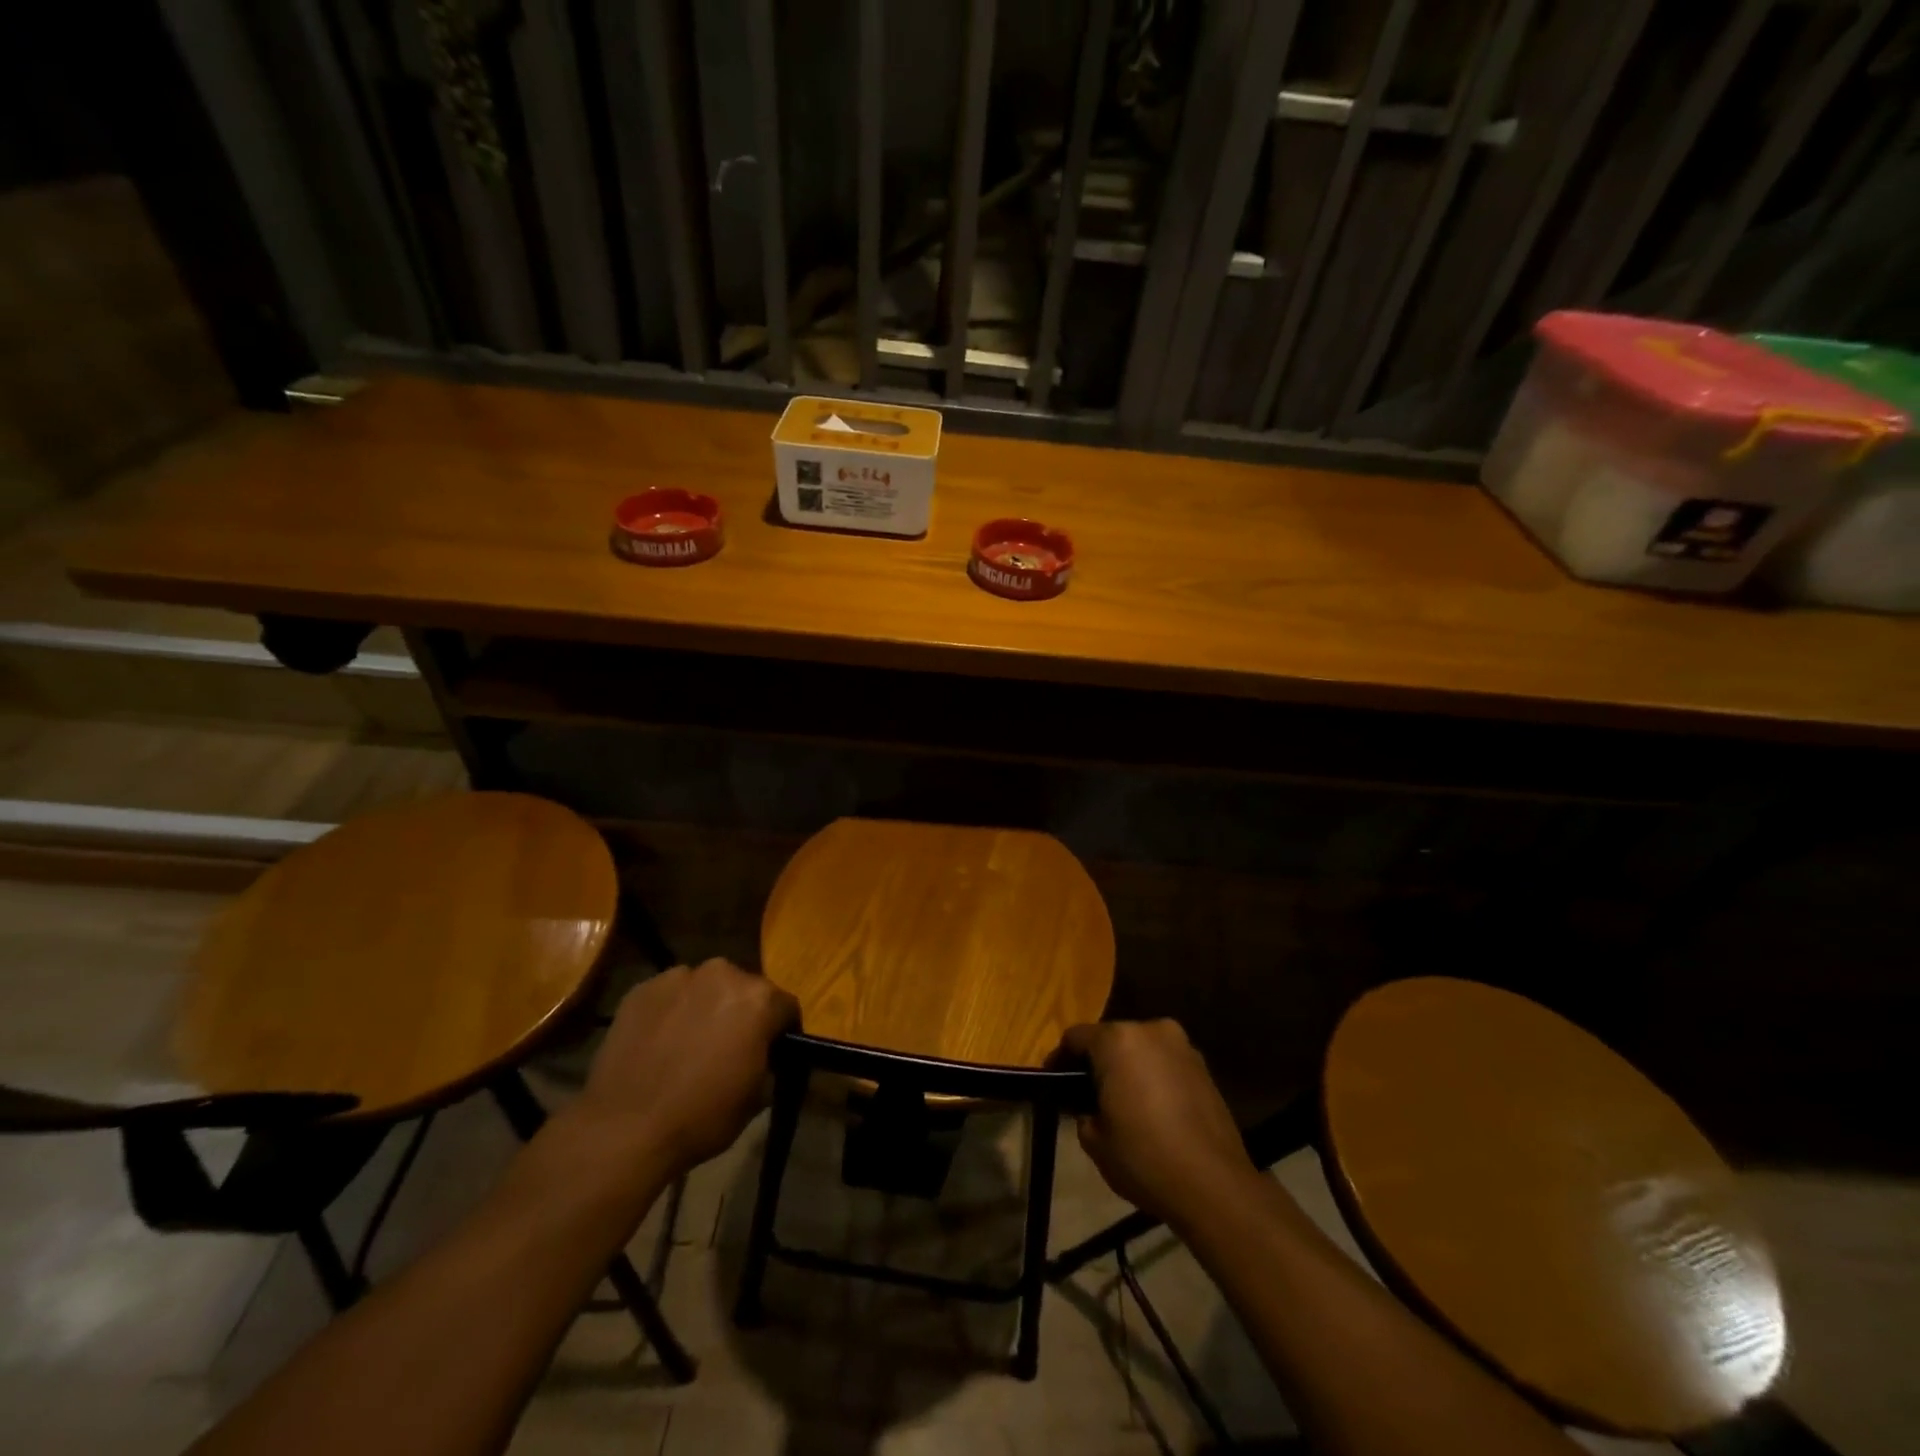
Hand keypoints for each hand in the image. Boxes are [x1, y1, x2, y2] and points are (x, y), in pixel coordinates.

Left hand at [576, 959, 799, 1174]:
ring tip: (688, 1042)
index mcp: (758, 999)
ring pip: (704, 988)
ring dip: (704, 1007)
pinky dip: (670, 1011)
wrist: (624, 1129)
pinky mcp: (642, 988)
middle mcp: (722, 974)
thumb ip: (767, 1061)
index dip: (782, 1031)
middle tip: (728, 1046)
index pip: (786, 1006)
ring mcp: (678, 977)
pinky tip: (658, 1043)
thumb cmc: (701, 1117)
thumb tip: (761, 1054)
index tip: (772, 1052)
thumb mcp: (756, 1097)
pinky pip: (669, 995)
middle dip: (741, 1013)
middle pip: (744, 989)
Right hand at [1056, 1020, 1257, 1225]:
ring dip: (1128, 1068)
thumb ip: (1083, 1112)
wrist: (1214, 1185)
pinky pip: (1166, 1064)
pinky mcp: (1204, 1067)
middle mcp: (1150, 1030)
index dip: (1060, 1059)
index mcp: (1117, 1040)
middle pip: (1111, 1038)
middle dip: (1097, 1062)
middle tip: (1087, 1093)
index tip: (1053, 1081)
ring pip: (1141, 1049)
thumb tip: (1089, 1107)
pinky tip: (1153, 1110)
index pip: (1075, 1037)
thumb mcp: (1095, 1140)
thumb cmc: (1144, 1157)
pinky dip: (1154, 1078)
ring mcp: (1182, 1046)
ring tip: (1123, 1103)